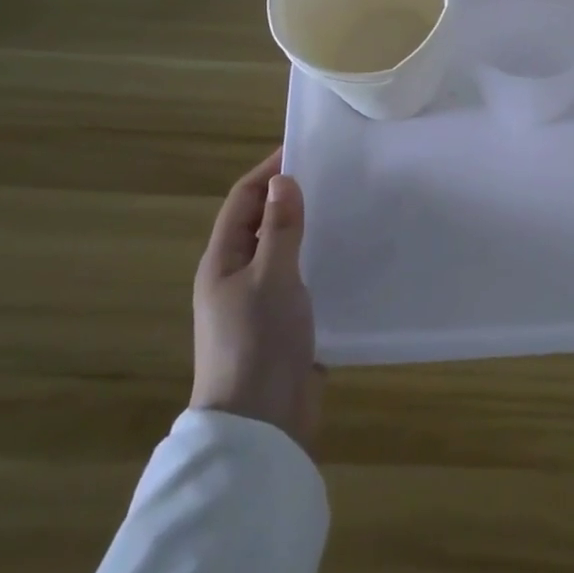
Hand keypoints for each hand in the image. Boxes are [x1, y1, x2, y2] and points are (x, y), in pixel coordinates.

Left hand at [191, 149, 321, 452]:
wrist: (261, 423)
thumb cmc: (259, 342)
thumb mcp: (271, 277)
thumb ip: (280, 229)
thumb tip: (283, 180)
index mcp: (222, 261)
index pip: (243, 200)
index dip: (269, 171)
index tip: (306, 148)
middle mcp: (237, 276)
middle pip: (262, 222)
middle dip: (293, 196)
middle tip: (337, 175)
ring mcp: (260, 301)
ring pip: (286, 250)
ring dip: (310, 228)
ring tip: (351, 207)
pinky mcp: (285, 323)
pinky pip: (303, 277)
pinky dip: (321, 259)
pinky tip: (351, 255)